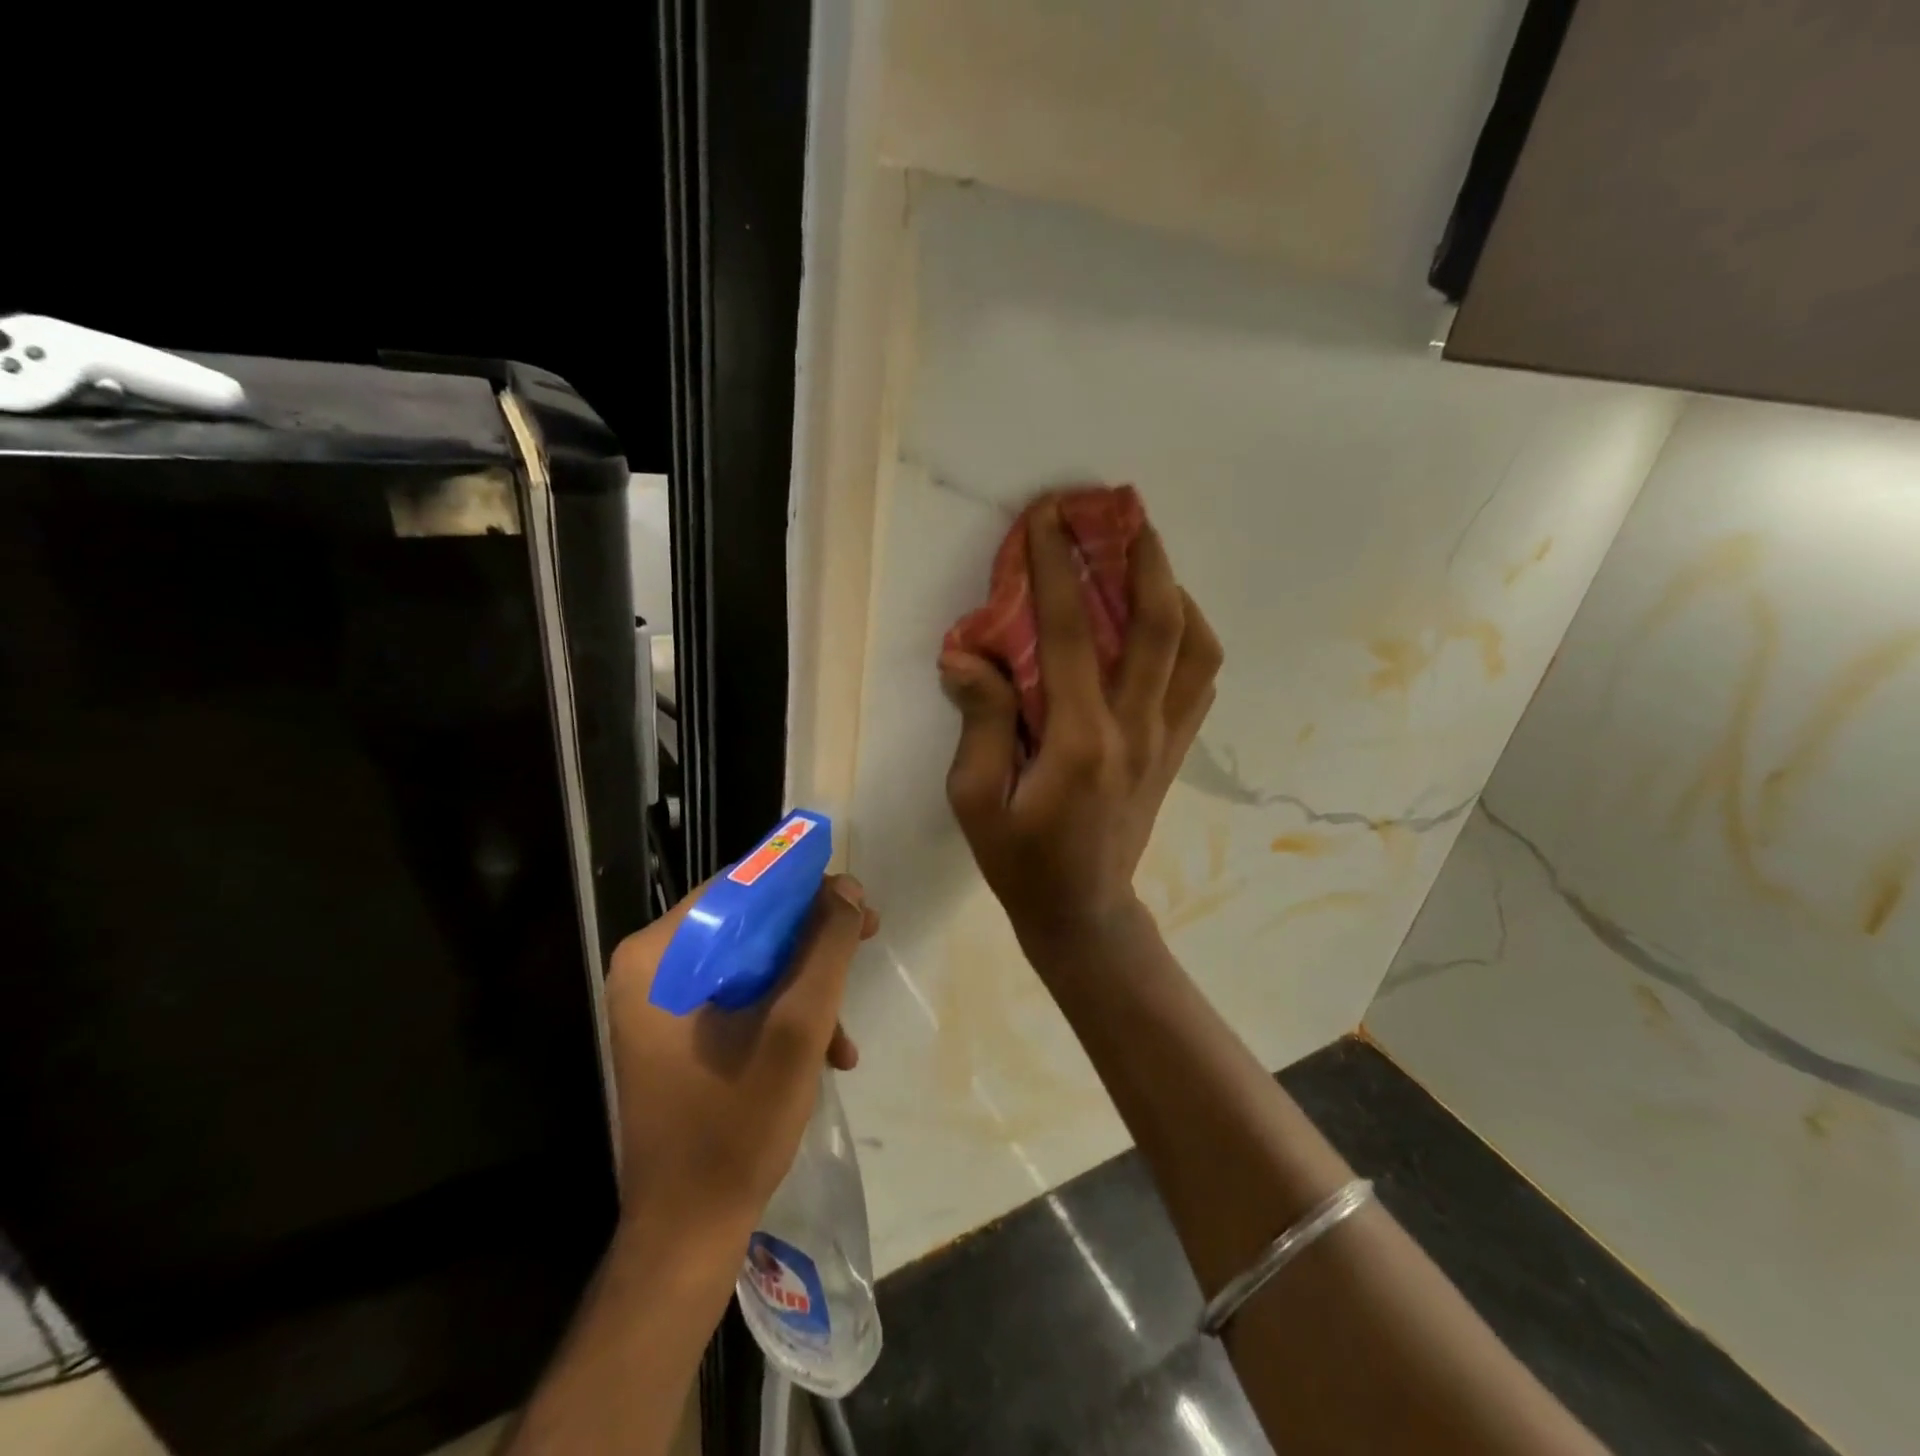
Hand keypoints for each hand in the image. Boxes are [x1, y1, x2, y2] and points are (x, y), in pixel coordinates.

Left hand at [604, 876, 878, 1236]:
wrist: (687, 1233)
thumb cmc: (736, 1125)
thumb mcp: (797, 1027)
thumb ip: (826, 948)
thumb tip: (847, 888)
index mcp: (657, 956)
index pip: (739, 888)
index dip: (803, 887)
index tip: (855, 902)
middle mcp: (650, 969)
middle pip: (747, 924)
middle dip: (811, 941)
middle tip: (866, 941)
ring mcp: (659, 1005)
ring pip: (749, 963)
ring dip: (804, 987)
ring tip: (844, 1033)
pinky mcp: (675, 1035)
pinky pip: (738, 999)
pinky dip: (782, 1015)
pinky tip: (825, 1052)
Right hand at [940, 497, 1222, 955]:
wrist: (1083, 912)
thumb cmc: (1021, 861)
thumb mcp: (976, 799)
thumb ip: (979, 721)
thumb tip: (967, 654)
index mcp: (1080, 740)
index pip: (1067, 633)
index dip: (1056, 567)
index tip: (1046, 517)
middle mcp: (1135, 728)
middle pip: (1159, 624)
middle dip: (1142, 556)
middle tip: (1124, 511)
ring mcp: (1165, 739)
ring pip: (1195, 647)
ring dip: (1176, 591)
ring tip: (1148, 558)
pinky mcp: (1175, 750)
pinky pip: (1199, 680)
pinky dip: (1189, 638)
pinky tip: (1165, 622)